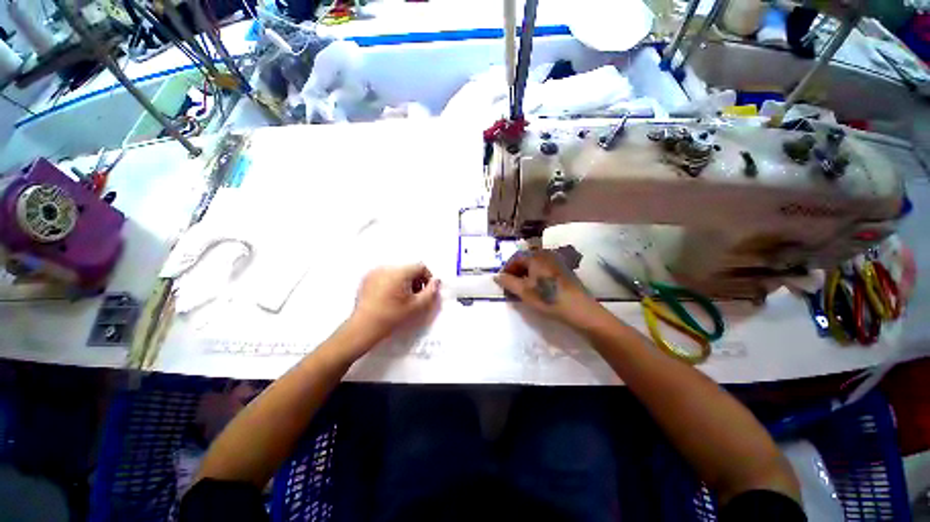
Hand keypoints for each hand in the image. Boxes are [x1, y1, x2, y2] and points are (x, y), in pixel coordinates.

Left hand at [349, 263, 440, 342]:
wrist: (363, 327)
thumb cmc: (392, 317)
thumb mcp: (416, 306)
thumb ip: (430, 292)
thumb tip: (436, 281)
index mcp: (399, 272)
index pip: (420, 266)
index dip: (427, 278)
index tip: (426, 291)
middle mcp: (386, 267)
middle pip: (408, 268)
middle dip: (416, 280)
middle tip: (415, 296)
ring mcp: (374, 271)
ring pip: (397, 271)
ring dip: (404, 281)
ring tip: (402, 297)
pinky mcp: (367, 278)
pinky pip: (385, 275)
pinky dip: (392, 282)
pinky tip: (389, 297)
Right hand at [494, 249, 605, 329]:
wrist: (579, 309)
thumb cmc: (548, 298)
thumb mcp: (524, 292)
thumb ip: (508, 282)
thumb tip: (496, 276)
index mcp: (536, 256)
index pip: (515, 257)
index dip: (506, 268)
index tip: (502, 281)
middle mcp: (546, 254)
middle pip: (526, 259)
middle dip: (516, 271)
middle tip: (511, 285)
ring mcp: (557, 261)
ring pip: (535, 264)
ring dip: (526, 274)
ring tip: (522, 288)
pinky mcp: (564, 269)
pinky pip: (544, 268)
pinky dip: (536, 275)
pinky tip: (537, 288)